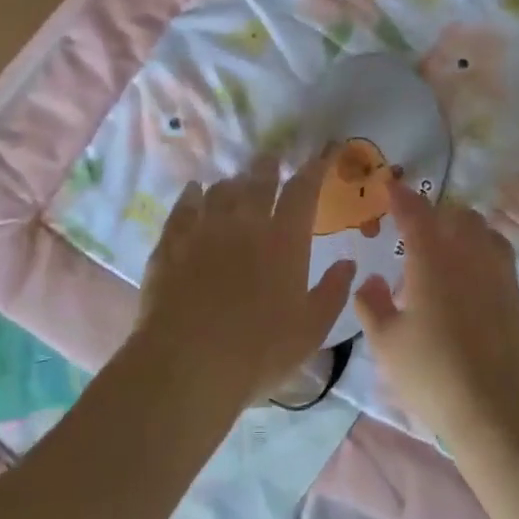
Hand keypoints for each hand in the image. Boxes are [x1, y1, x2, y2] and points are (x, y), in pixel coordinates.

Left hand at [133, 155, 355, 406]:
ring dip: (233, 182)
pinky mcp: (170, 244)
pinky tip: (195, 192)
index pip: (303, 191)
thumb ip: (333, 292)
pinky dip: (193, 195)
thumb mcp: (311, 329)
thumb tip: (348, 263)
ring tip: (236, 183)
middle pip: (258, 180)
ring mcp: (203, 230)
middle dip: (269, 166)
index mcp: (284, 240)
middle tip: (272, 160)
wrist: (188, 365)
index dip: (315, 168)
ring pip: (220, 190)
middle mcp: (244, 223)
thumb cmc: (260, 351)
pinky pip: (183, 207)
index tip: (322, 154)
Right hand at [353, 183, 518, 431]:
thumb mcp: (387, 344)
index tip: (392, 186)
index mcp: (434, 262)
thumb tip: (370, 281)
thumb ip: (373, 306)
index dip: (403, 197)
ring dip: (470, 234)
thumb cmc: (433, 374)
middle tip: (423, 229)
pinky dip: (487, 267)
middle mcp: (473, 260)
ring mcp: (505, 280)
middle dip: (441, 214)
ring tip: (454, 253)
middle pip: (462, 218)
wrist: (501, 412)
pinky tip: (477, 294)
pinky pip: (505, 270)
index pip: (417, 214)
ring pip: (491, 237)